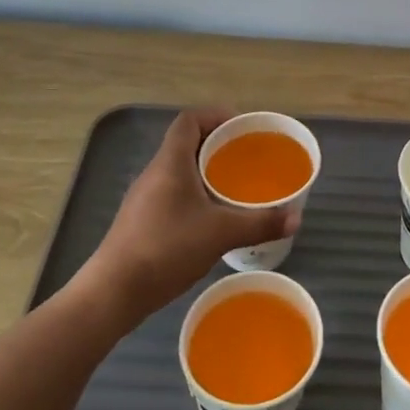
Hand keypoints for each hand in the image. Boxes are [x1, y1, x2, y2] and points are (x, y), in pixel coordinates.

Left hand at [78, 109, 301, 324]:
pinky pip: (172, 193)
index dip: (216, 116)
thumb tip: (297, 218)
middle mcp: (155, 172)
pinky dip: (195, 195)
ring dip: (206, 172)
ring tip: (235, 188)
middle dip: (218, 146)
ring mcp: (144, 198)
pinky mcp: (140, 221)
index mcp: (170, 161)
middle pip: (187, 143)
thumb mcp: (221, 233)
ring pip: (179, 171)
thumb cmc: (166, 248)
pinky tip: (211, 218)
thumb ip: (260, 223)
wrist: (113, 292)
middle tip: (247, 159)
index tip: (242, 130)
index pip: (190, 120)